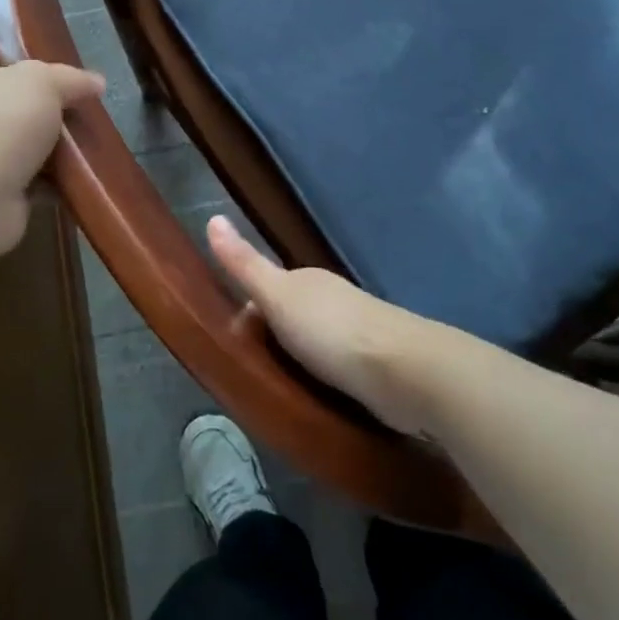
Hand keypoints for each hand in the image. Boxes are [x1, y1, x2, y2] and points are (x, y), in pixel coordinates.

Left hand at [0, 42, 104, 260]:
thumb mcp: (43, 82)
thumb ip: (71, 78)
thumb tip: (96, 82)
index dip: (16, 49)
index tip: (52, 57)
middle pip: (10, 96)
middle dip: (46, 101)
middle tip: (81, 101)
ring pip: (21, 138)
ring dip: (53, 142)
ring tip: (90, 137)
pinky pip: (28, 175)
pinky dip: (52, 178)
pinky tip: (81, 173)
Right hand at [207, 215, 444, 437]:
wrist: (405, 371)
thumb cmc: (332, 330)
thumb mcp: (278, 296)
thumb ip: (245, 265)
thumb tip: (213, 218)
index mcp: (309, 282)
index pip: (271, 290)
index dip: (250, 313)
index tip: (233, 343)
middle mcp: (334, 301)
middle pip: (295, 316)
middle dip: (276, 339)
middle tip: (253, 373)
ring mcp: (360, 333)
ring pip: (319, 344)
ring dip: (302, 362)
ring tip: (282, 393)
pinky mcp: (377, 367)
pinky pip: (340, 370)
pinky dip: (326, 381)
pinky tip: (319, 401)